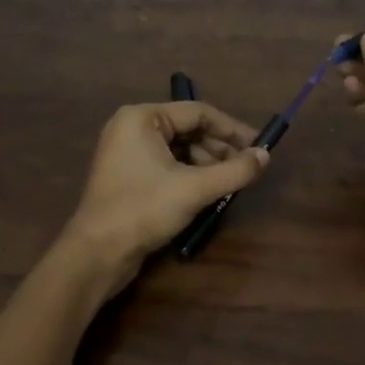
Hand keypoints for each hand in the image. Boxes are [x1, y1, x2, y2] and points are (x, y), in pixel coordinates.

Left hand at [60, 101, 269, 296]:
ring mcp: (126, 153)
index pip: (198, 112)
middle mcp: (132, 128)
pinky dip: (189, 176)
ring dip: (207, 164)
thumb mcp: (195, 188)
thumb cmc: (144, 209)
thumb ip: (234, 170)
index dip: (232, 129)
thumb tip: (265, 156)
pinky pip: (166, 166)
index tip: (259, 147)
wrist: (98, 252)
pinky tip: (208, 193)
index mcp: (142, 118)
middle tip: (247, 170)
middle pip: (188, 130)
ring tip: (230, 185)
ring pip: (178, 150)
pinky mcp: (127, 177)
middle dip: (219, 149)